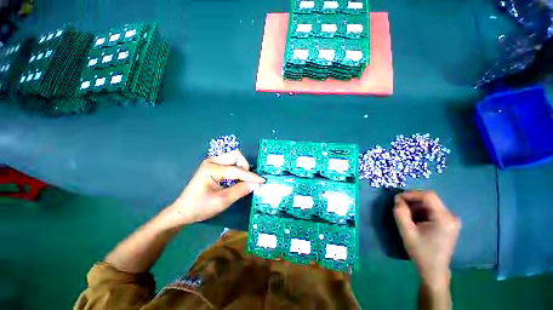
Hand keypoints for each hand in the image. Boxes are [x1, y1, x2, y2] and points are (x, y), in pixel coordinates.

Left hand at [159, 150, 264, 227]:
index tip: (262, 181)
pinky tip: (237, 179)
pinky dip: (237, 169)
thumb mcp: (222, 201)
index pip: (237, 170)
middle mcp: (212, 161)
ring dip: (242, 167)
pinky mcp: (214, 166)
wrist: (183, 211)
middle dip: (245, 166)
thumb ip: (241, 190)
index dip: (251, 176)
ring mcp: (212, 162)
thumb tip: (257, 184)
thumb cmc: (200, 207)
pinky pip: (231, 163)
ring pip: (234, 157)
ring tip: (243, 180)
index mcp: (211, 169)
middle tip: (247, 180)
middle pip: (236, 155)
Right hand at [393, 191, 460, 288]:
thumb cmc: (421, 252)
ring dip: (416, 207)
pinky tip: (415, 220)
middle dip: (412, 201)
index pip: (428, 195)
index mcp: (444, 218)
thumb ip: (400, 212)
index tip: (397, 199)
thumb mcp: (407, 231)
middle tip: (400, 207)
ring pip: (430, 204)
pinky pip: (433, 210)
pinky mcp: (449, 223)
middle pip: (429, 199)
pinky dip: (421, 212)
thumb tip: (397, 198)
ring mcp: (451, 220)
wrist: (434, 270)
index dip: (411, 194)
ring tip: (406, 215)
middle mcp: (451, 216)